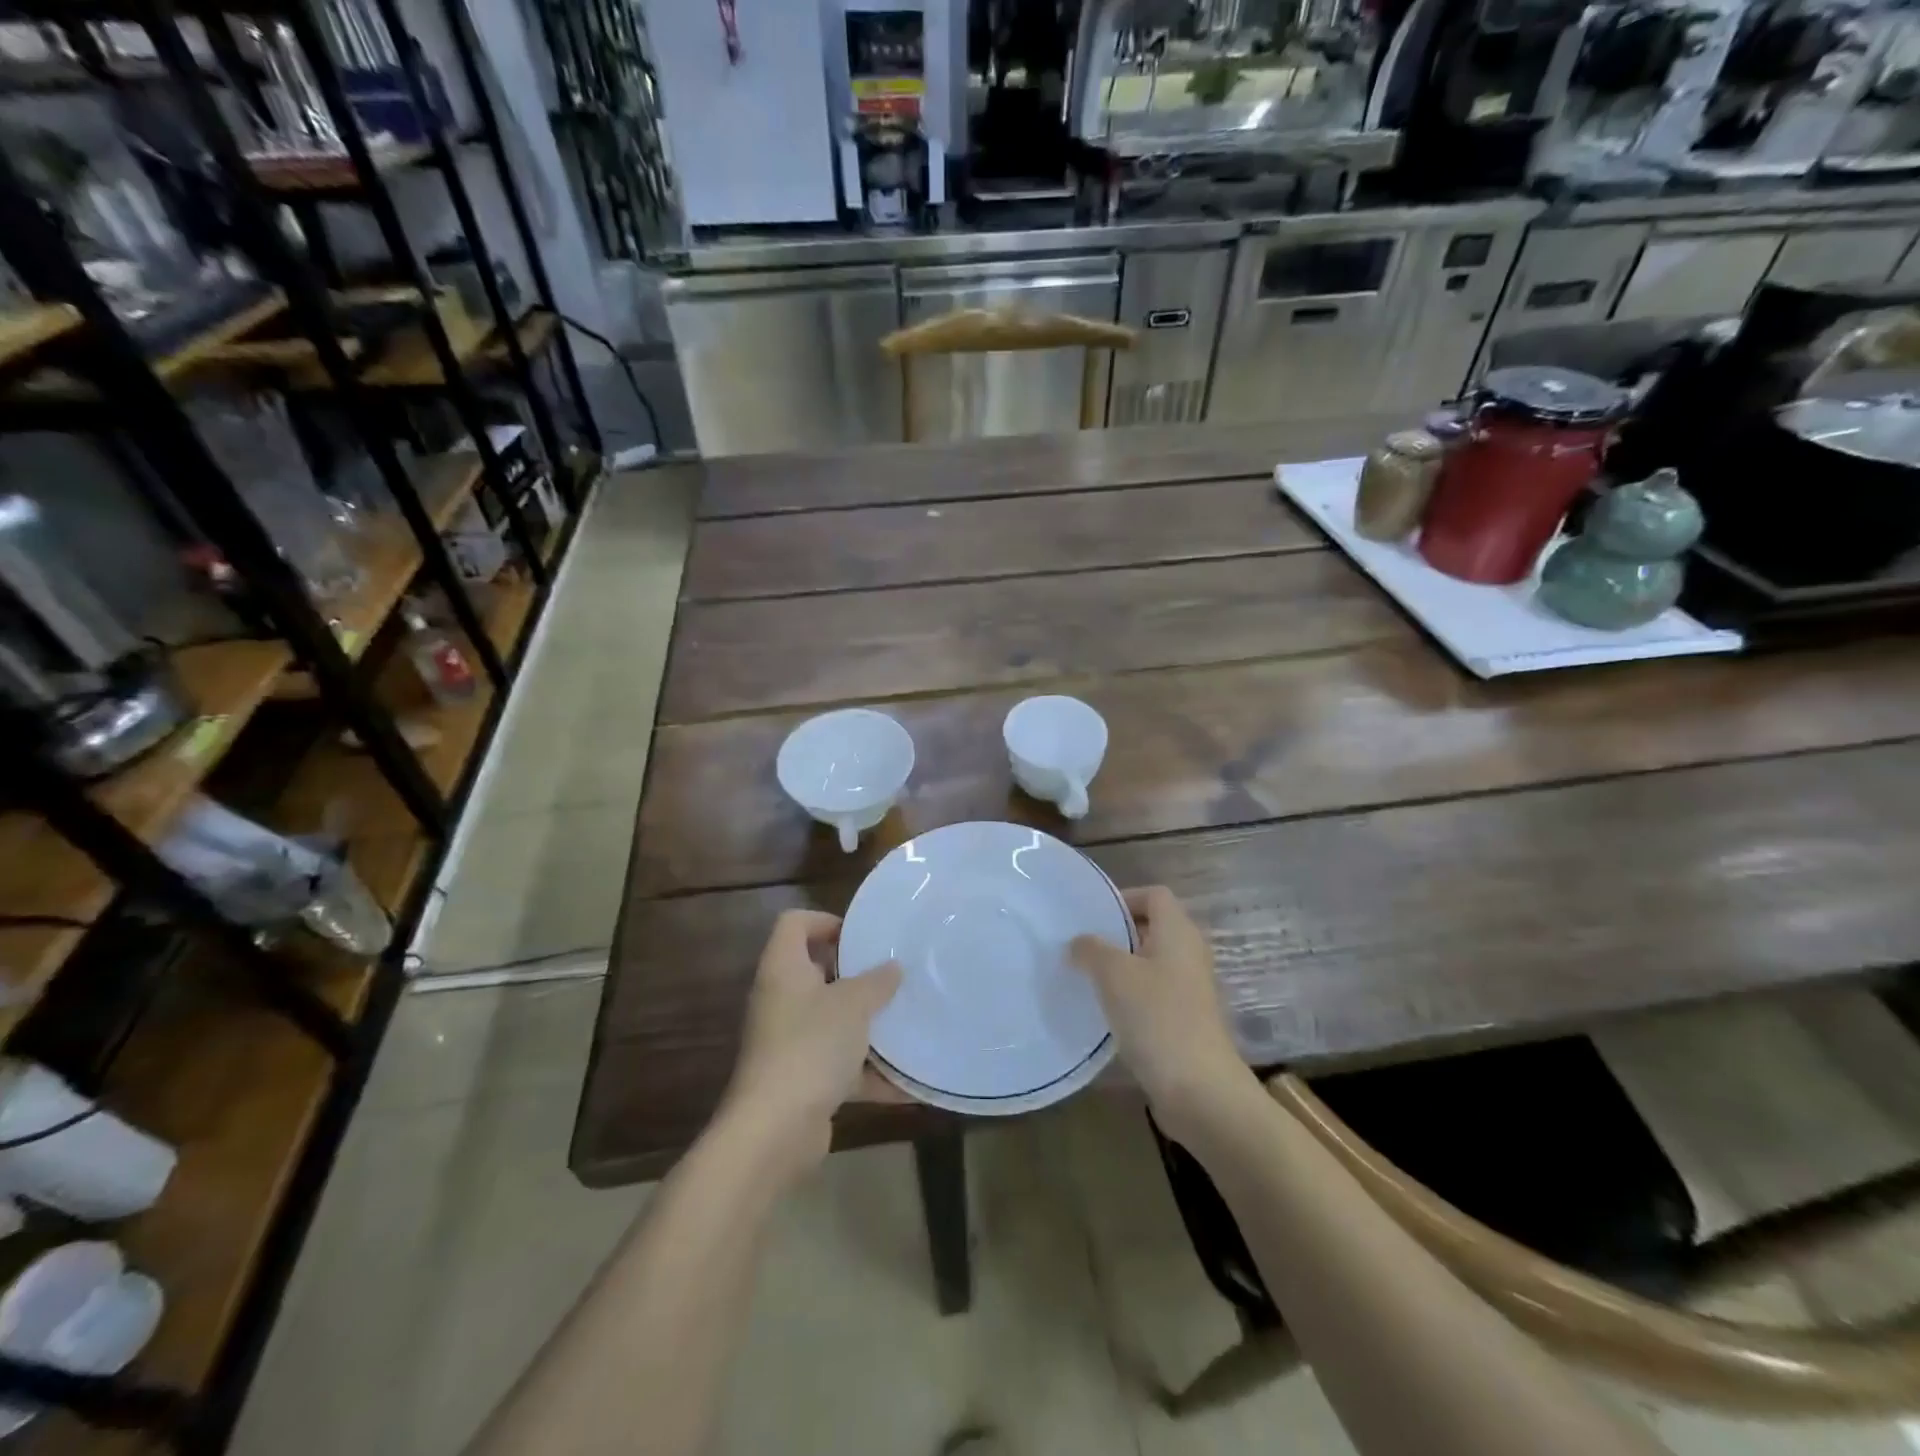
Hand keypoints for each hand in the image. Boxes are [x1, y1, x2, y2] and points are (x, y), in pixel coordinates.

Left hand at [721, 910, 901, 1179]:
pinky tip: (905, 1082)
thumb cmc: (811, 1046)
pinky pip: (839, 1066)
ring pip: (830, 1020)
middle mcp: (781, 1000)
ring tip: (905, 1022)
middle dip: (856, 975)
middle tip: (891, 976)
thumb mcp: (853, 1005)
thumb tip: (892, 967)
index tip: (862, 938)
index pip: (794, 924)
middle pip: (815, 971)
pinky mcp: (801, 1080)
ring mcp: (788, 1042)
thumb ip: (876, 982)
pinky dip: (868, 1073)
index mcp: (783, 968)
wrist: (774, 1130)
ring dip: (865, 1025)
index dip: (826, 921)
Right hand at [1070, 886, 1253, 1136]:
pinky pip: (1153, 995)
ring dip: (1120, 968)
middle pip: (1151, 928)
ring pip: (1150, 963)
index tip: (1091, 916)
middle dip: (1116, 934)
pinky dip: (1130, 997)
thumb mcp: (1114, 974)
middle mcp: (1189, 954)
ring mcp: (1190, 990)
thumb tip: (1078, 943)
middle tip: (1080, 945)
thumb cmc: (1157, 1017)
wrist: (1200, 1090)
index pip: (1154, 894)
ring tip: (1084, 977)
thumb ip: (1091, 949)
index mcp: (1178, 932)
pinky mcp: (1185, 1021)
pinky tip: (1104, 1012)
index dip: (1124, 897)